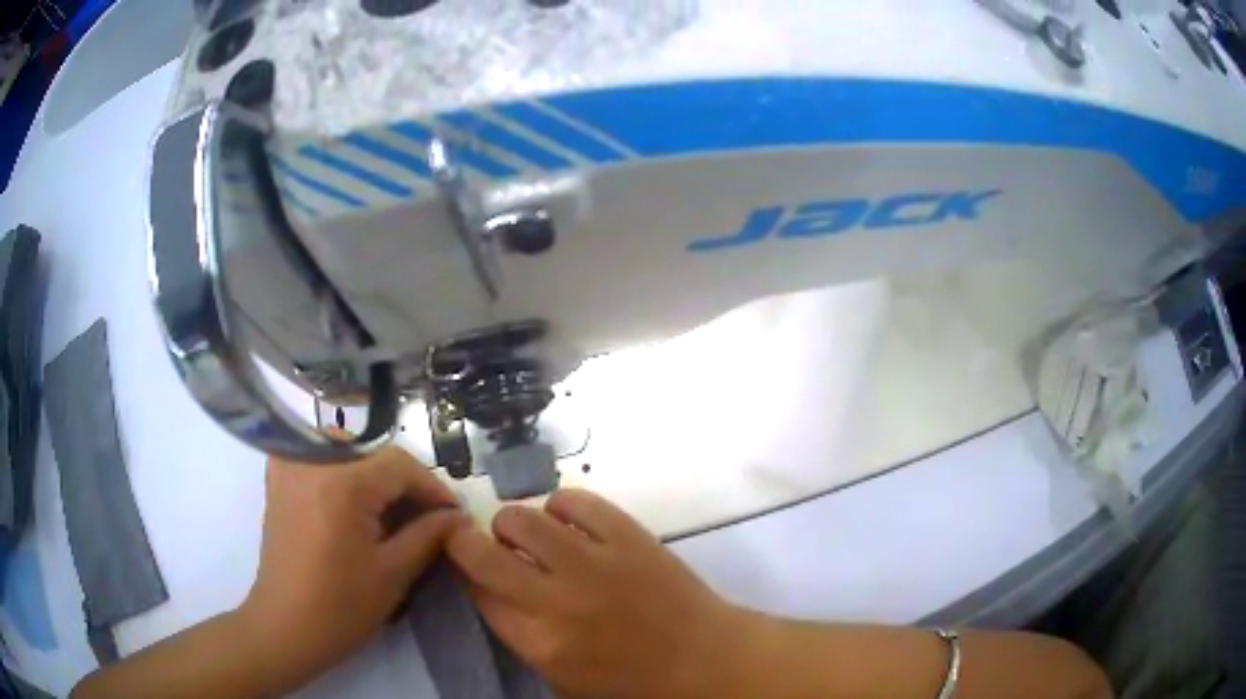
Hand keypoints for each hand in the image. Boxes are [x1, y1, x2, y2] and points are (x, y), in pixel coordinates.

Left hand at [239, 446, 465, 693]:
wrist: (284, 626)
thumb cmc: (341, 607)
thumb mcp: (394, 573)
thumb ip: (429, 535)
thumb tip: (457, 516)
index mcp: (342, 483)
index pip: (400, 464)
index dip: (432, 487)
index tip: (453, 514)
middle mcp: (312, 460)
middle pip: (374, 455)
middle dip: (406, 484)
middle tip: (427, 518)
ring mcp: (290, 465)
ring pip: (348, 453)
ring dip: (376, 478)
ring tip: (394, 514)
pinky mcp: (278, 478)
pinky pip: (319, 459)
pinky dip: (343, 473)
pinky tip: (354, 502)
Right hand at [447, 489, 752, 698]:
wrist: (705, 660)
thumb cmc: (632, 682)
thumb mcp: (563, 679)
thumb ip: (520, 636)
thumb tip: (490, 588)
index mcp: (539, 642)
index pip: (475, 591)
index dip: (463, 571)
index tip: (466, 564)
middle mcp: (556, 599)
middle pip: (482, 551)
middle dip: (467, 540)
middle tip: (481, 542)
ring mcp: (594, 562)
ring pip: (523, 518)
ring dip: (514, 524)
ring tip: (531, 536)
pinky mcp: (627, 535)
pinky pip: (574, 501)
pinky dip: (561, 506)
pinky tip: (568, 523)